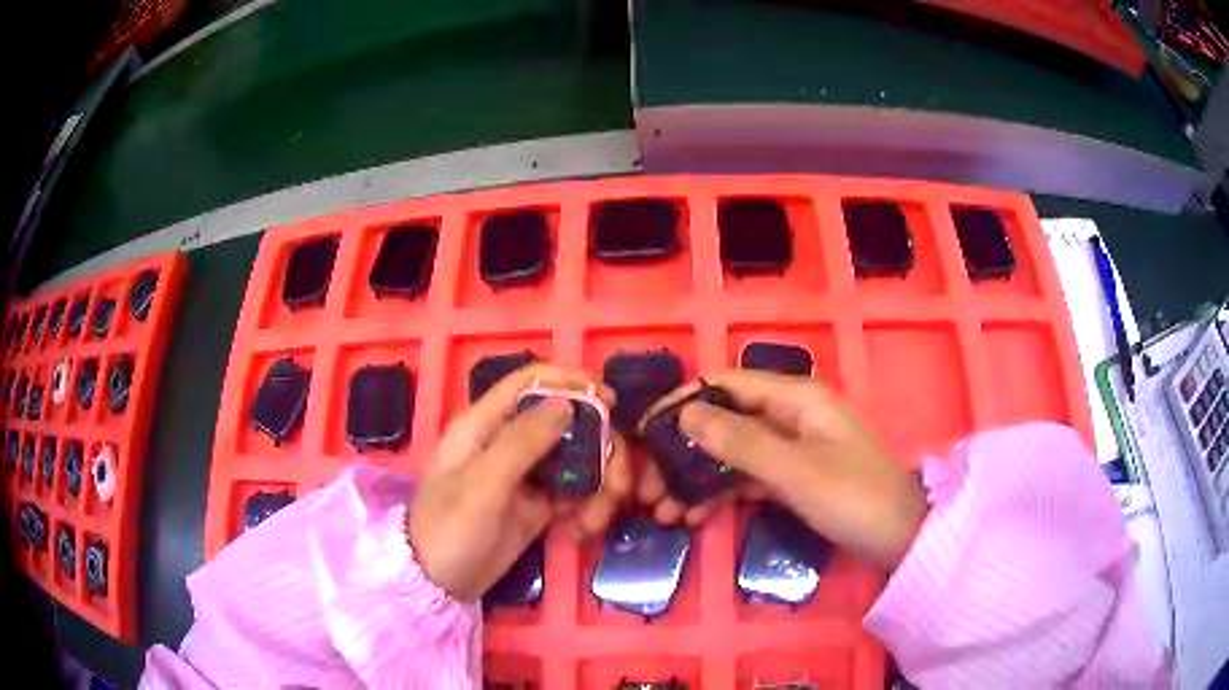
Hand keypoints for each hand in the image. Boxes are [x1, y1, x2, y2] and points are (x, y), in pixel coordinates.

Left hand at [408, 365, 631, 601]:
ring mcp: (526, 474)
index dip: (570, 380)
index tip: (610, 400)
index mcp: (484, 424)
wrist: (440, 584)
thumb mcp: (483, 485)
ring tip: (596, 519)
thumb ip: (523, 441)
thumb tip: (567, 402)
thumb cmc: (450, 528)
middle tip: (618, 483)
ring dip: (600, 484)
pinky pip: (575, 492)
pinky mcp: (538, 505)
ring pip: (578, 458)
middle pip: (567, 421)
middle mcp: (508, 441)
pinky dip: (589, 506)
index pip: (530, 381)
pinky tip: (584, 529)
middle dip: (600, 447)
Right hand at [637, 370, 927, 569]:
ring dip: (696, 479)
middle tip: (648, 489)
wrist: (899, 537)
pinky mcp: (792, 476)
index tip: (644, 431)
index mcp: (795, 397)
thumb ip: (740, 442)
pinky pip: (747, 477)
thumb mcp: (794, 470)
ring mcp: (791, 447)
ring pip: (731, 454)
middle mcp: (789, 414)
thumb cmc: (853, 496)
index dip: (683, 402)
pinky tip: (693, 517)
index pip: (726, 384)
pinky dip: (720, 494)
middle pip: (724, 422)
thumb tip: (686, 414)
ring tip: (663, 512)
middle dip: (683, 453)